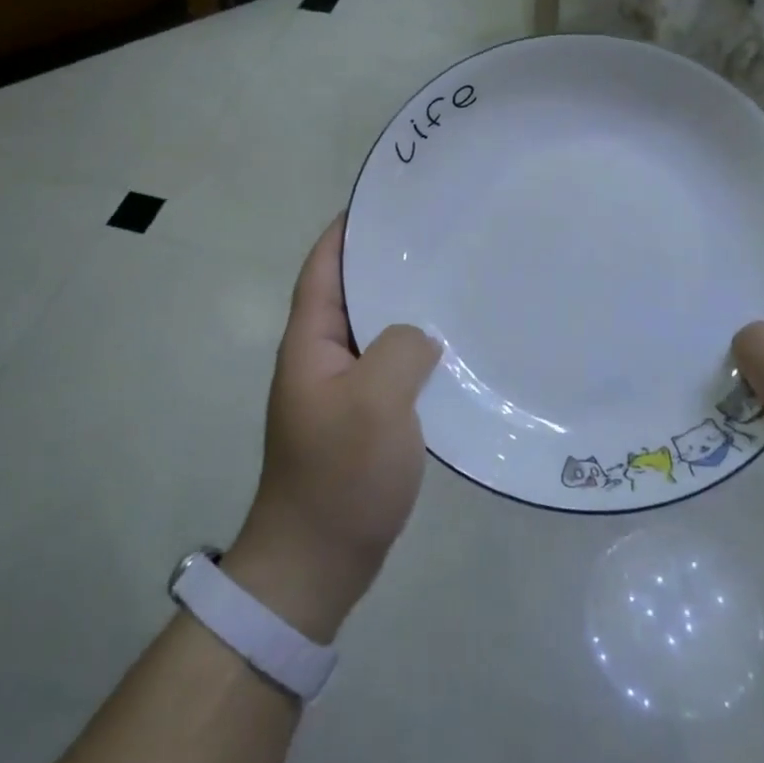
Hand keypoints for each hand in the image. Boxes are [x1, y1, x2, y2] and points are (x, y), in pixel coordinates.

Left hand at [225, 216, 440, 641]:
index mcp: (310, 342)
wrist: (317, 562)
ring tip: (453, 280)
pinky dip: (417, 348)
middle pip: (352, 292)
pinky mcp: (364, 417)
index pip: (324, 267)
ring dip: (405, 305)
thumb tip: (421, 336)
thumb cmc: (339, 475)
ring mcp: (342, 389)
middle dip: (386, 261)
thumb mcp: (374, 401)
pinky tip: (453, 346)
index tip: (388, 200)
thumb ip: (400, 349)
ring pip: (376, 329)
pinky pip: (391, 366)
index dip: (348, 229)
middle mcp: (322, 357)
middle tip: (438, 236)